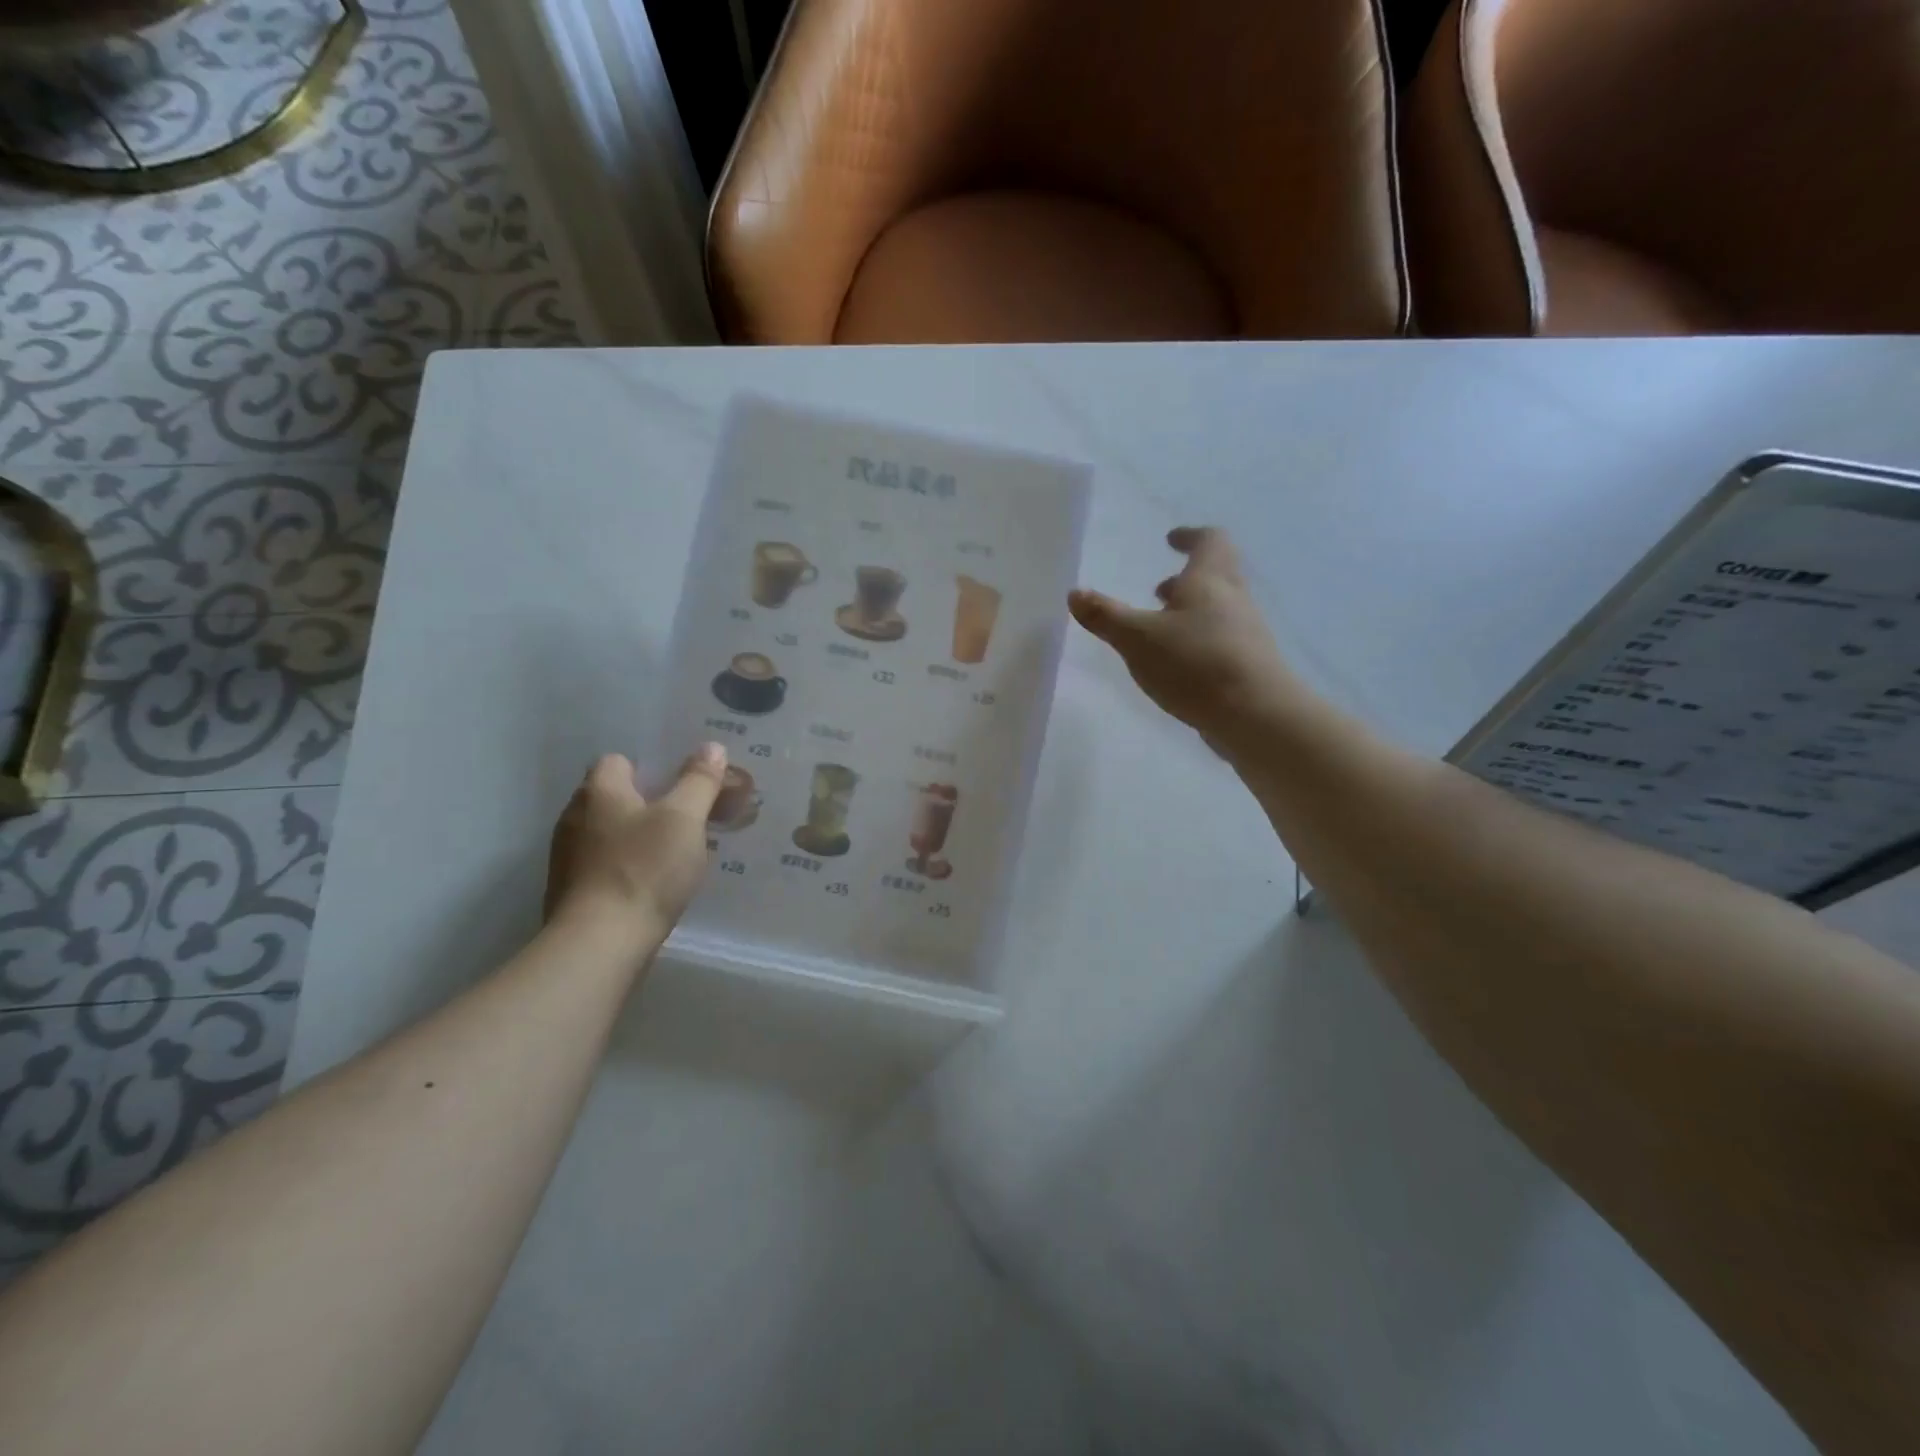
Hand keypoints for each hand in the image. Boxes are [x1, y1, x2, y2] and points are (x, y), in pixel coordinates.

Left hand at [544, 746, 725, 942]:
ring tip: (673, 856)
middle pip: (613, 798)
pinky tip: (651, 886)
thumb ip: (699, 781)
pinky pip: (603, 866)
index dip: (650, 769)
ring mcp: (567, 857)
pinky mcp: (571, 892)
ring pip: (608, 833)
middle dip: (647, 805)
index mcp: (598, 791)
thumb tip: (711, 747)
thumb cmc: (644, 870)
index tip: (681, 787)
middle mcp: (574, 817)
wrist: (600, 944)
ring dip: (636, 839)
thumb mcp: (685, 819)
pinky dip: (625, 868)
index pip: (617, 761)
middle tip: (686, 820)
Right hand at [1069, 526, 1297, 748]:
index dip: (1190, 536)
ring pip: (1219, 609)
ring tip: (1162, 630)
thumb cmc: (1195, 664)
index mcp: (1209, 580)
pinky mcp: (1249, 665)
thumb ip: (1106, 616)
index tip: (1172, 539)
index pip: (1209, 541)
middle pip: (1217, 575)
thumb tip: (1075, 593)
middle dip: (1187, 578)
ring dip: (1192, 612)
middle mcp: (1234, 599)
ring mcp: (1247, 633)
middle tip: (1160, 589)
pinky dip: (1200, 640)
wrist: (1256, 715)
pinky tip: (1180, 665)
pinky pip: (1222, 640)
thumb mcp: (1137, 639)